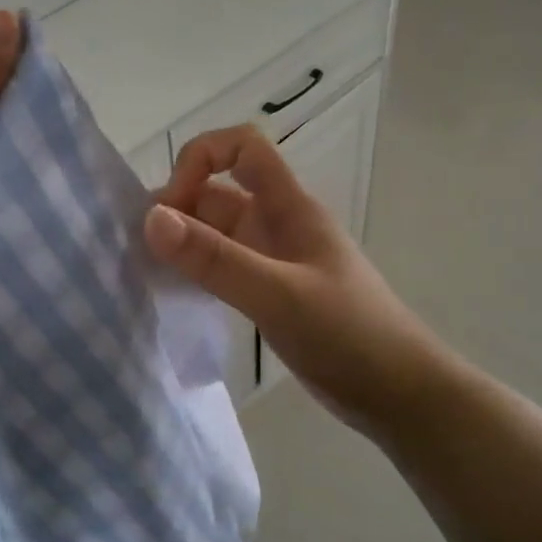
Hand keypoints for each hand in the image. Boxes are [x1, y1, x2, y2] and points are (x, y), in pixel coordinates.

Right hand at [144, 125, 446, 436]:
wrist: (399, 394)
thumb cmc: (348, 335)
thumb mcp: (278, 294)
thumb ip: (216, 259)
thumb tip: (151, 218)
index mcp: (289, 208)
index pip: (243, 147)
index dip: (201, 158)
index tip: (170, 207)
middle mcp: (278, 225)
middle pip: (219, 192)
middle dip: (178, 209)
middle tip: (142, 251)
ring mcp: (274, 261)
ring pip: (217, 234)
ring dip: (183, 243)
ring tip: (148, 273)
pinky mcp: (271, 294)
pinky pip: (223, 268)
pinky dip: (197, 272)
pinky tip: (176, 296)